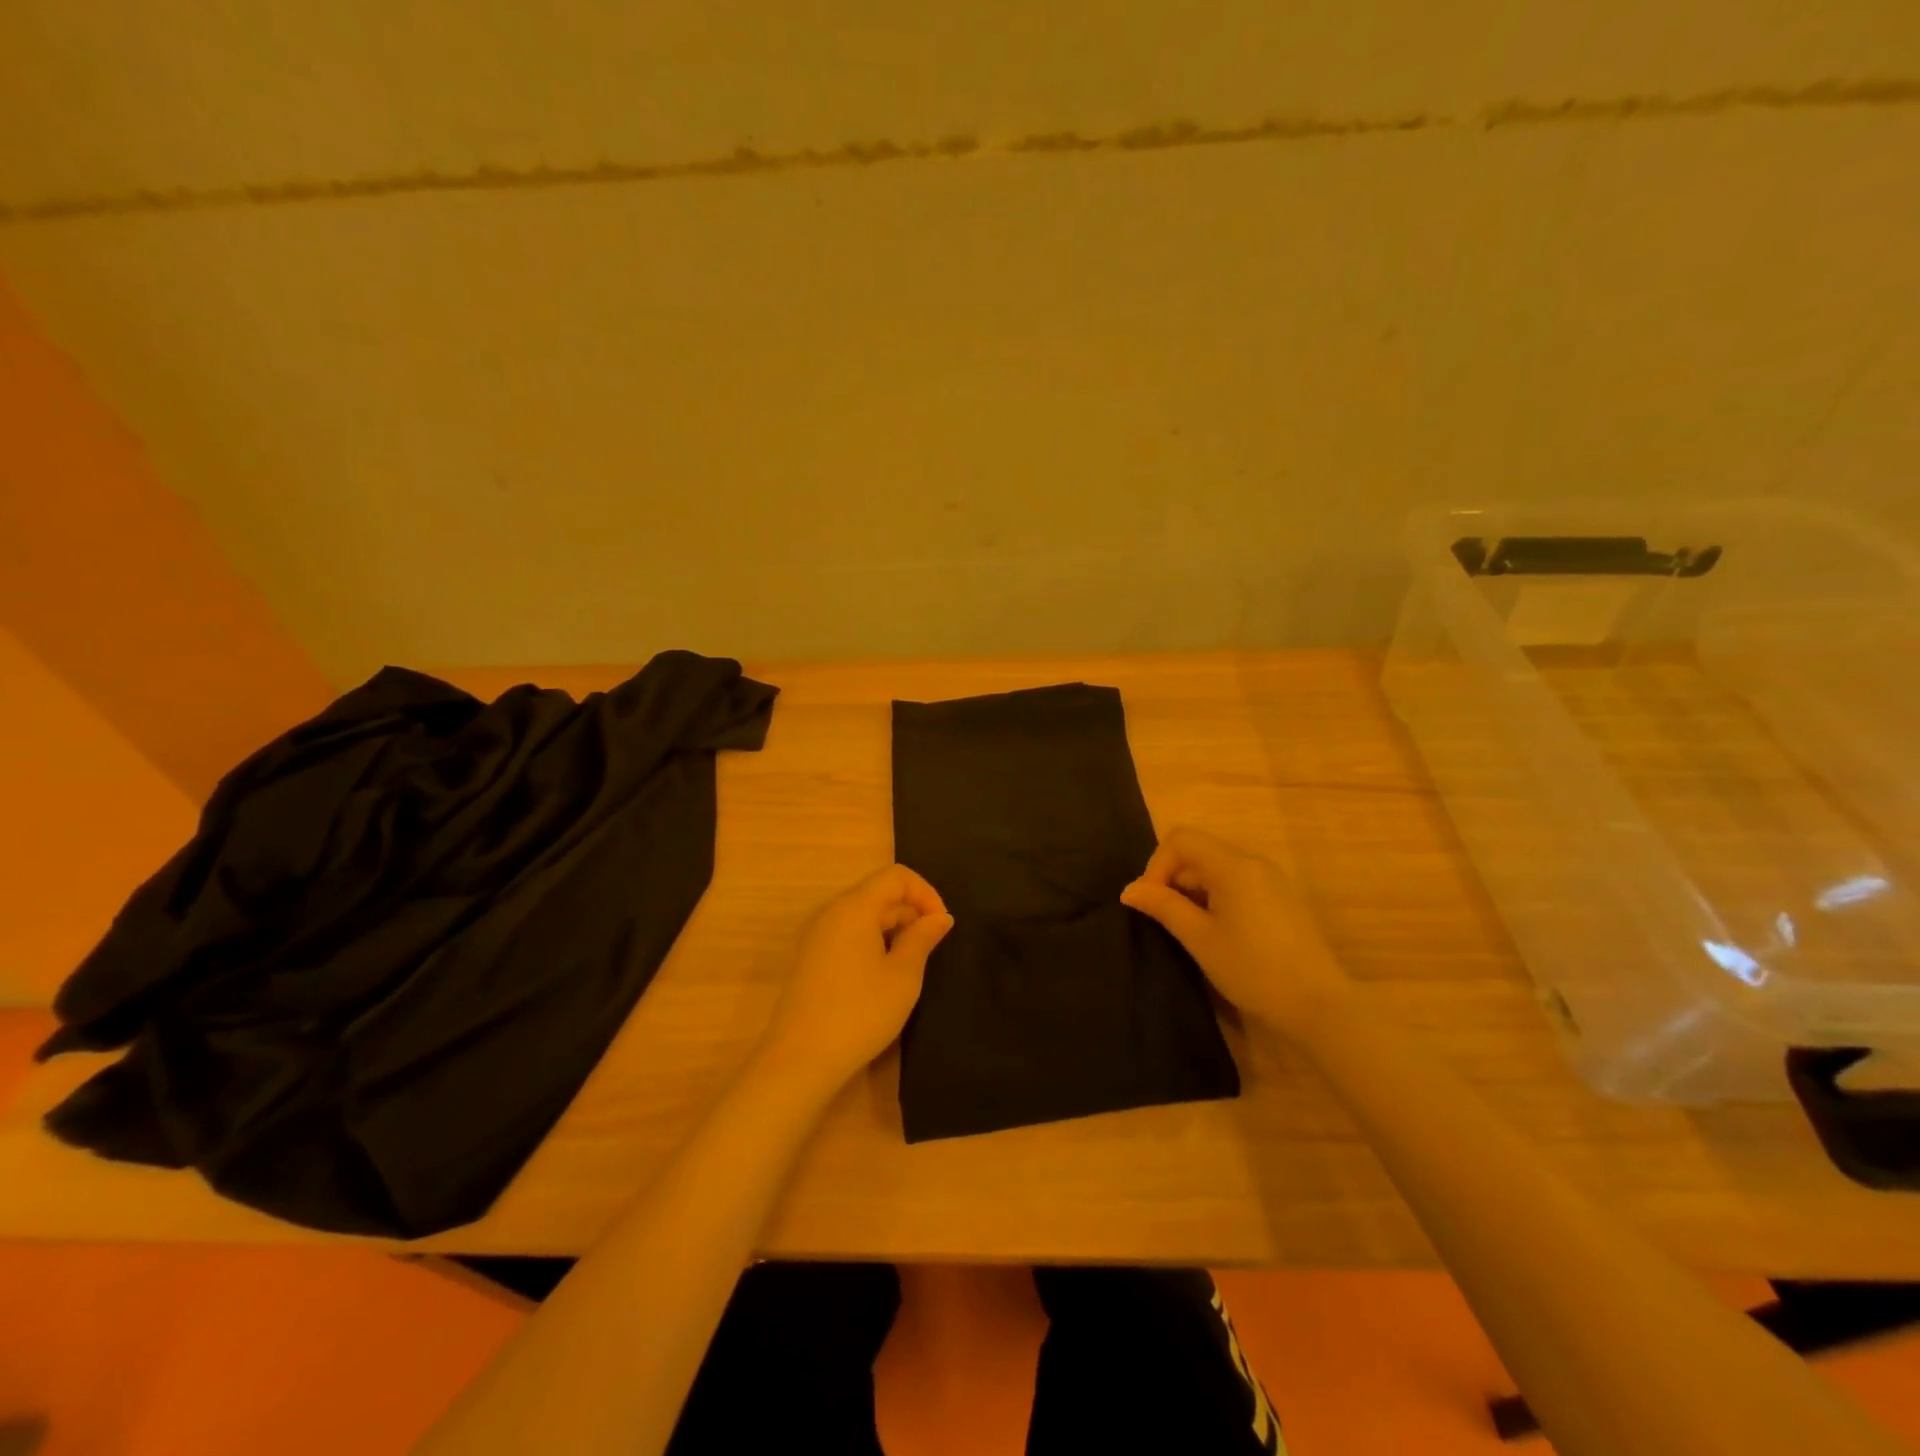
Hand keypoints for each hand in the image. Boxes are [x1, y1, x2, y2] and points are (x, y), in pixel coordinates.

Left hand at [760, 865, 953, 1091]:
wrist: (800, 1059)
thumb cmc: (860, 1013)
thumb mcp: (903, 976)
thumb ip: (923, 938)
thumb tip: (940, 917)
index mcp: (854, 907)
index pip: (896, 876)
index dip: (926, 893)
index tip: (942, 926)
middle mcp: (832, 912)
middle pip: (879, 892)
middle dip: (912, 910)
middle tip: (932, 947)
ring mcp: (817, 935)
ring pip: (864, 913)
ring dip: (894, 927)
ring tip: (912, 961)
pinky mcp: (812, 957)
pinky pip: (849, 933)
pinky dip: (874, 940)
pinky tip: (884, 973)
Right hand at [1120, 827, 1348, 1040]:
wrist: (1318, 1007)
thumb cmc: (1253, 970)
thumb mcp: (1200, 938)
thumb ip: (1163, 906)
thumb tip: (1129, 890)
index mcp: (1233, 865)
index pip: (1181, 839)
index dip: (1157, 865)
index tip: (1152, 903)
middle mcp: (1254, 862)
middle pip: (1199, 851)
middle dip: (1172, 878)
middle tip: (1164, 919)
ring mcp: (1271, 880)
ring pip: (1217, 868)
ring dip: (1193, 890)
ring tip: (1188, 929)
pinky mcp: (1281, 900)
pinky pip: (1237, 883)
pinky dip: (1215, 897)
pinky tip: (1216, 932)